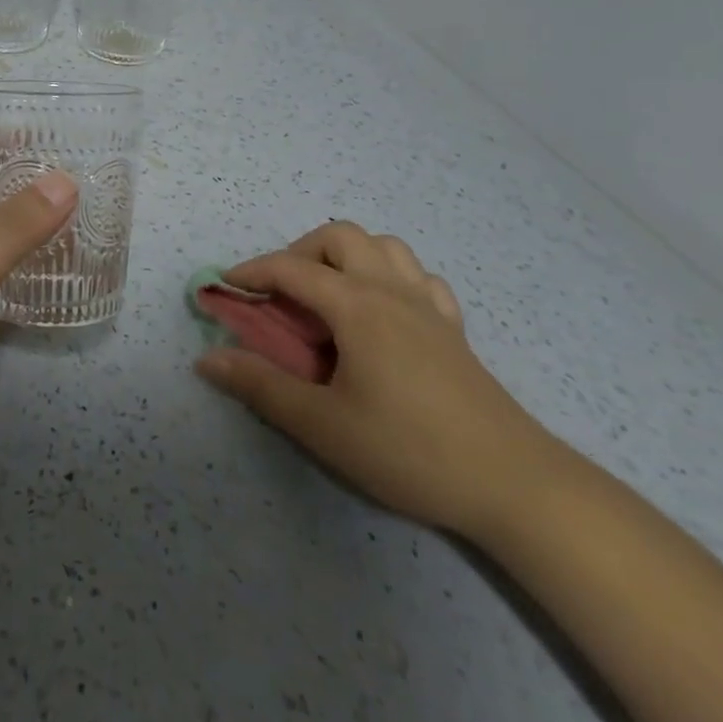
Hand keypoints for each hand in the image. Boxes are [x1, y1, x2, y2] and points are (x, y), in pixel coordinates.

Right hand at [195, 221, 560, 537]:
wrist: (515, 485)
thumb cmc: (409, 450)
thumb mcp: (322, 425)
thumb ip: (260, 386)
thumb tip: (207, 358)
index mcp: (356, 306)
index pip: (291, 269)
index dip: (252, 271)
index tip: (226, 287)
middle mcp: (390, 290)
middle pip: (339, 236)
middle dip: (300, 251)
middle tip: (283, 294)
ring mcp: (428, 307)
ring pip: (384, 246)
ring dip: (347, 255)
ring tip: (330, 295)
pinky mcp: (454, 330)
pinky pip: (420, 278)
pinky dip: (391, 277)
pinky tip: (384, 311)